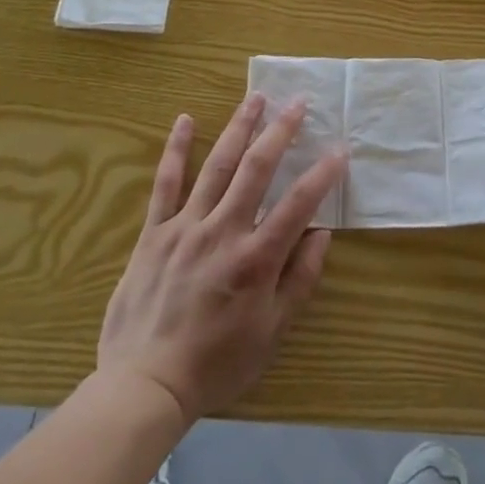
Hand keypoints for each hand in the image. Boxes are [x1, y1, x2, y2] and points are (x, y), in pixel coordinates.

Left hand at [97, 94, 346, 425]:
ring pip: (217, 165)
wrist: (143, 387)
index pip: (299, 203)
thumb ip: (299, 280)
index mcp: (256, 259)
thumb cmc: (216, 364)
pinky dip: (176, 150)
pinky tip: (185, 120)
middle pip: (257, 169)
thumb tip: (322, 234)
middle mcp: (223, 231)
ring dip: (239, 127)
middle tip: (299, 101)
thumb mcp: (271, 333)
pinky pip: (165, 184)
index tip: (341, 148)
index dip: (324, 173)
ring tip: (256, 97)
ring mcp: (185, 227)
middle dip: (281, 131)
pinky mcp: (153, 233)